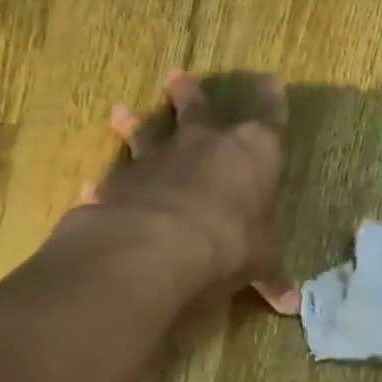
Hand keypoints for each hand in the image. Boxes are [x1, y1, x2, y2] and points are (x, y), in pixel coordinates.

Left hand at [87, 71, 298, 312]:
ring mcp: (158, 159)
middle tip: (178, 76)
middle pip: (198, 109)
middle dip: (191, 94)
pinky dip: (105, 183)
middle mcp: (204, 144)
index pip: (268, 118)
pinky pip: (112, 179)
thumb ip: (271, 277)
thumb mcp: (260, 262)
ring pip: (146, 133)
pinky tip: (89, 186)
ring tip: (120, 111)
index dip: (271, 98)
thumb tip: (293, 306)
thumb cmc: (230, 242)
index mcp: (251, 154)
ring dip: (134, 124)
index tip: (270, 79)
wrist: (160, 245)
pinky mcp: (121, 181)